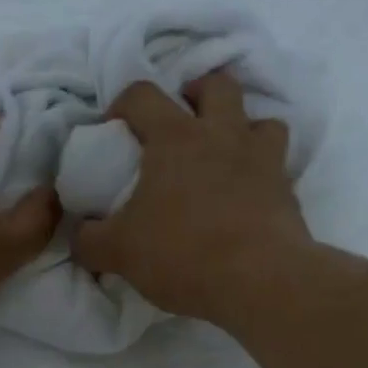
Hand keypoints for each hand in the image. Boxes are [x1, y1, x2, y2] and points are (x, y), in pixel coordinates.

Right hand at [72, 71, 313, 329]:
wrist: (259, 281)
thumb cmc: (183, 254)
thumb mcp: (119, 252)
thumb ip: (91, 240)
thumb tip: (79, 233)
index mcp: (175, 137)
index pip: (142, 94)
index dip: (122, 105)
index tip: (113, 130)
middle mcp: (223, 135)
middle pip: (217, 86)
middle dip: (196, 94)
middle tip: (182, 124)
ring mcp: (262, 159)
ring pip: (261, 120)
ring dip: (243, 129)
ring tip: (226, 156)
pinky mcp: (288, 190)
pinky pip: (280, 165)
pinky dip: (265, 172)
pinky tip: (250, 196)